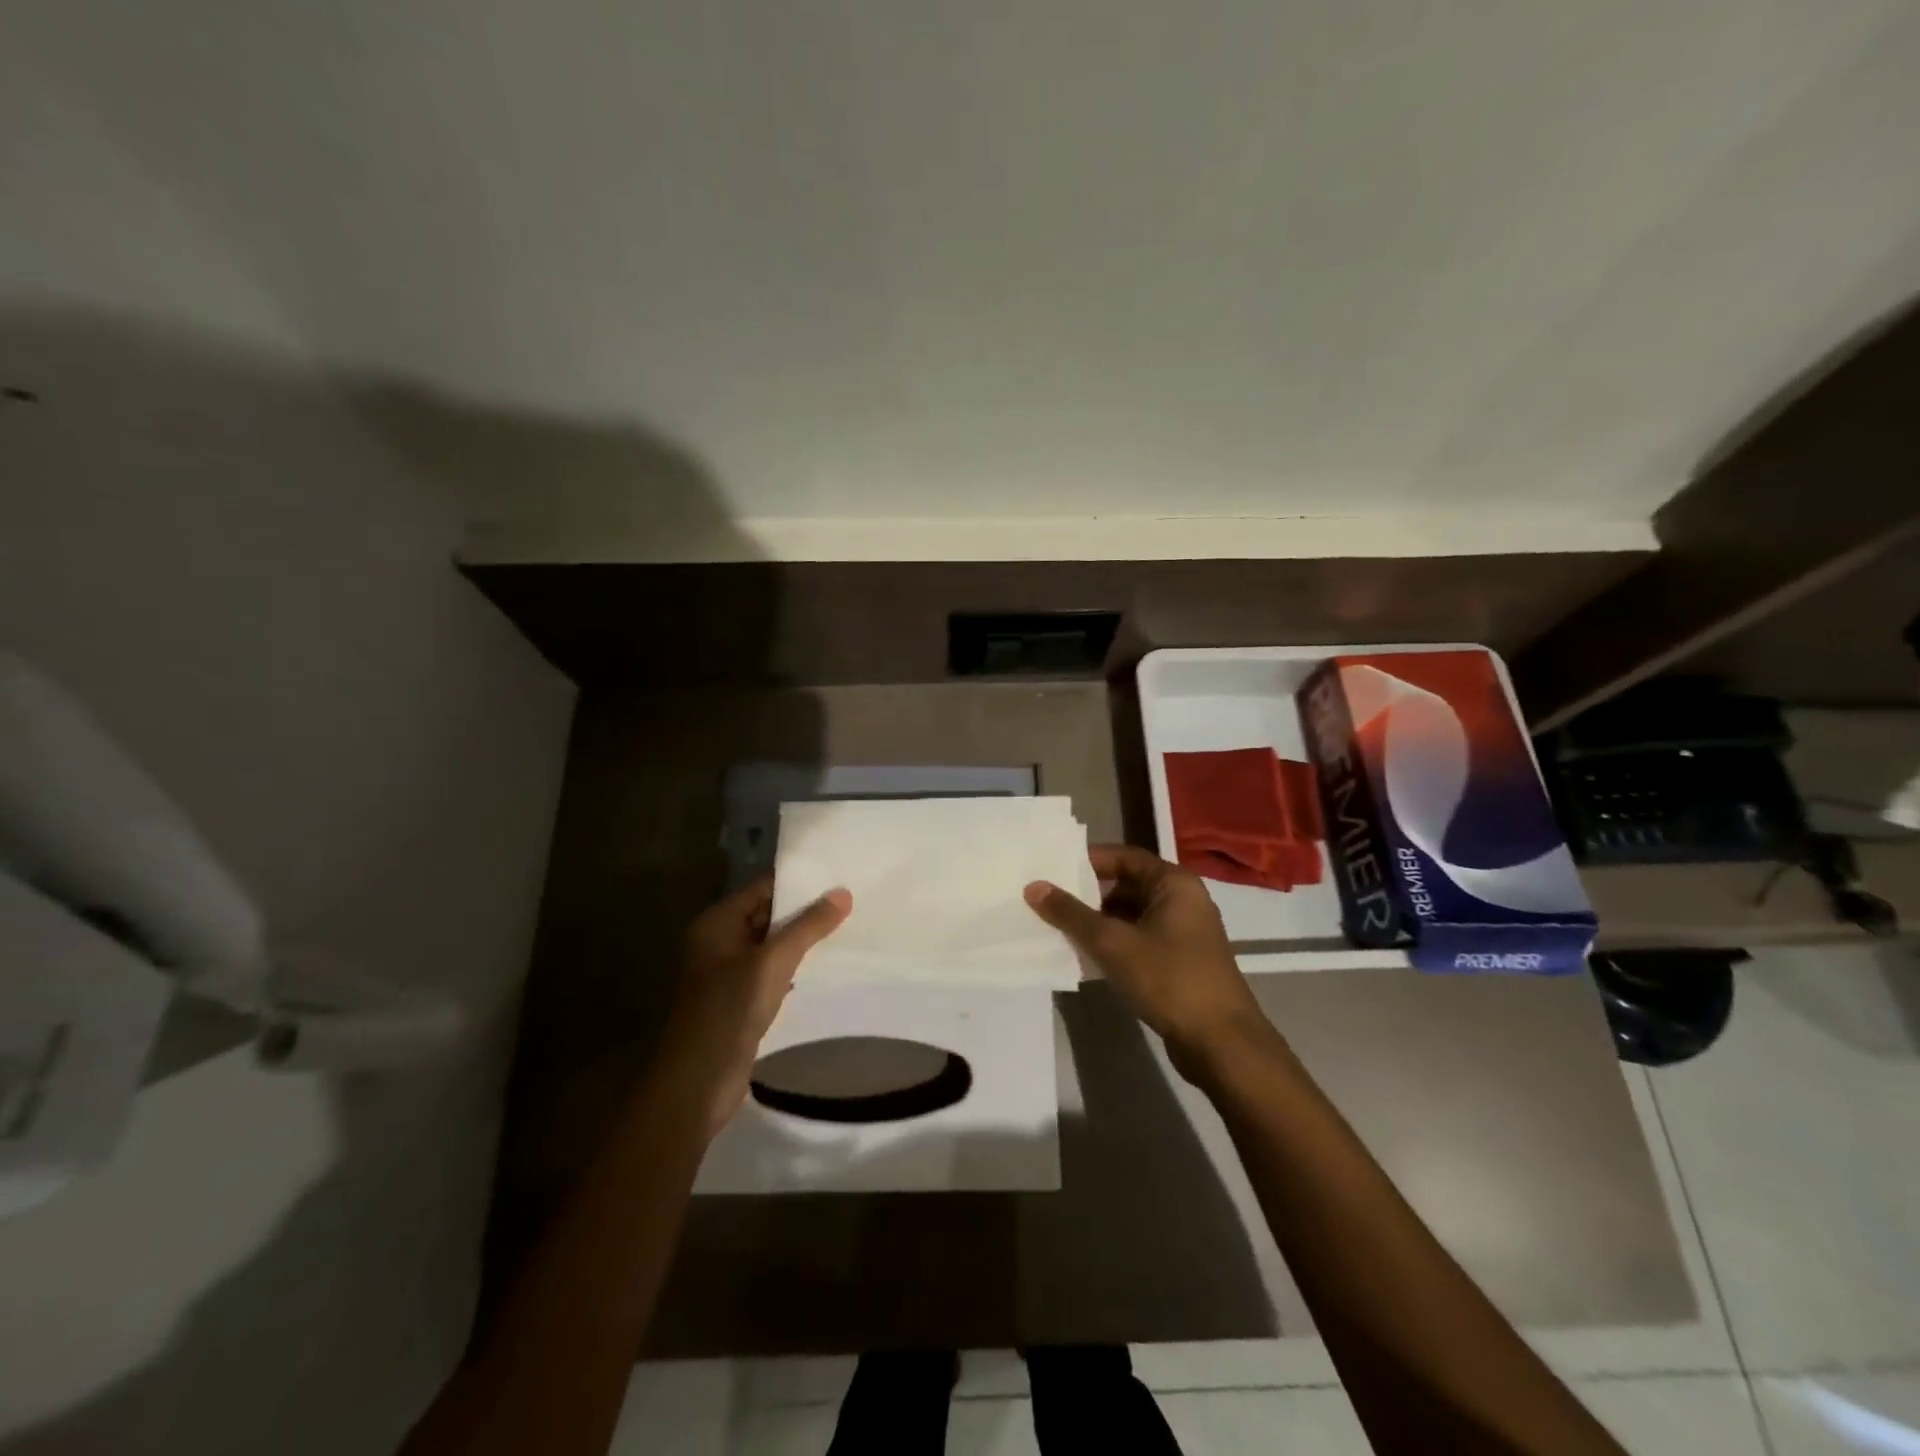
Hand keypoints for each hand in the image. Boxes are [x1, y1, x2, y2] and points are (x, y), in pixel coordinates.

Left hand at [669, 877, 851, 1136]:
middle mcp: (719, 941)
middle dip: (805, 910)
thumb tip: (842, 892)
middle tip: (852, 901)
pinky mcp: (739, 1001)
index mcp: (717, 923)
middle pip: (768, 914)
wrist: (696, 1086)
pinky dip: (795, 967)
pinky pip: (771, 972)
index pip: (763, 887)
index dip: (800, 881)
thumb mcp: (772, 964)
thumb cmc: (728, 1013)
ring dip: (803, 940)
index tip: (839, 876)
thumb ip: (807, 927)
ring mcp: (727, 973)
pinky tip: (825, 967)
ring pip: (772, 945)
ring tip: (848, 929)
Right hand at [1025, 845, 1270, 1079]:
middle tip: (1048, 900)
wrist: (1221, 1043)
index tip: (1052, 870)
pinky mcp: (1180, 960)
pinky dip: (1114, 942)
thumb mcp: (1113, 943)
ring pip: (1132, 914)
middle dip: (1088, 893)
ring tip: (1059, 927)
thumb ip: (1071, 914)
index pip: (1124, 856)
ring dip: (1099, 921)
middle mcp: (1183, 900)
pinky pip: (1139, 938)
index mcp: (1174, 883)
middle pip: (1127, 884)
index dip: (1087, 862)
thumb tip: (1034, 887)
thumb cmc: (1169, 979)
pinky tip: (1085, 955)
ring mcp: (1184, 932)